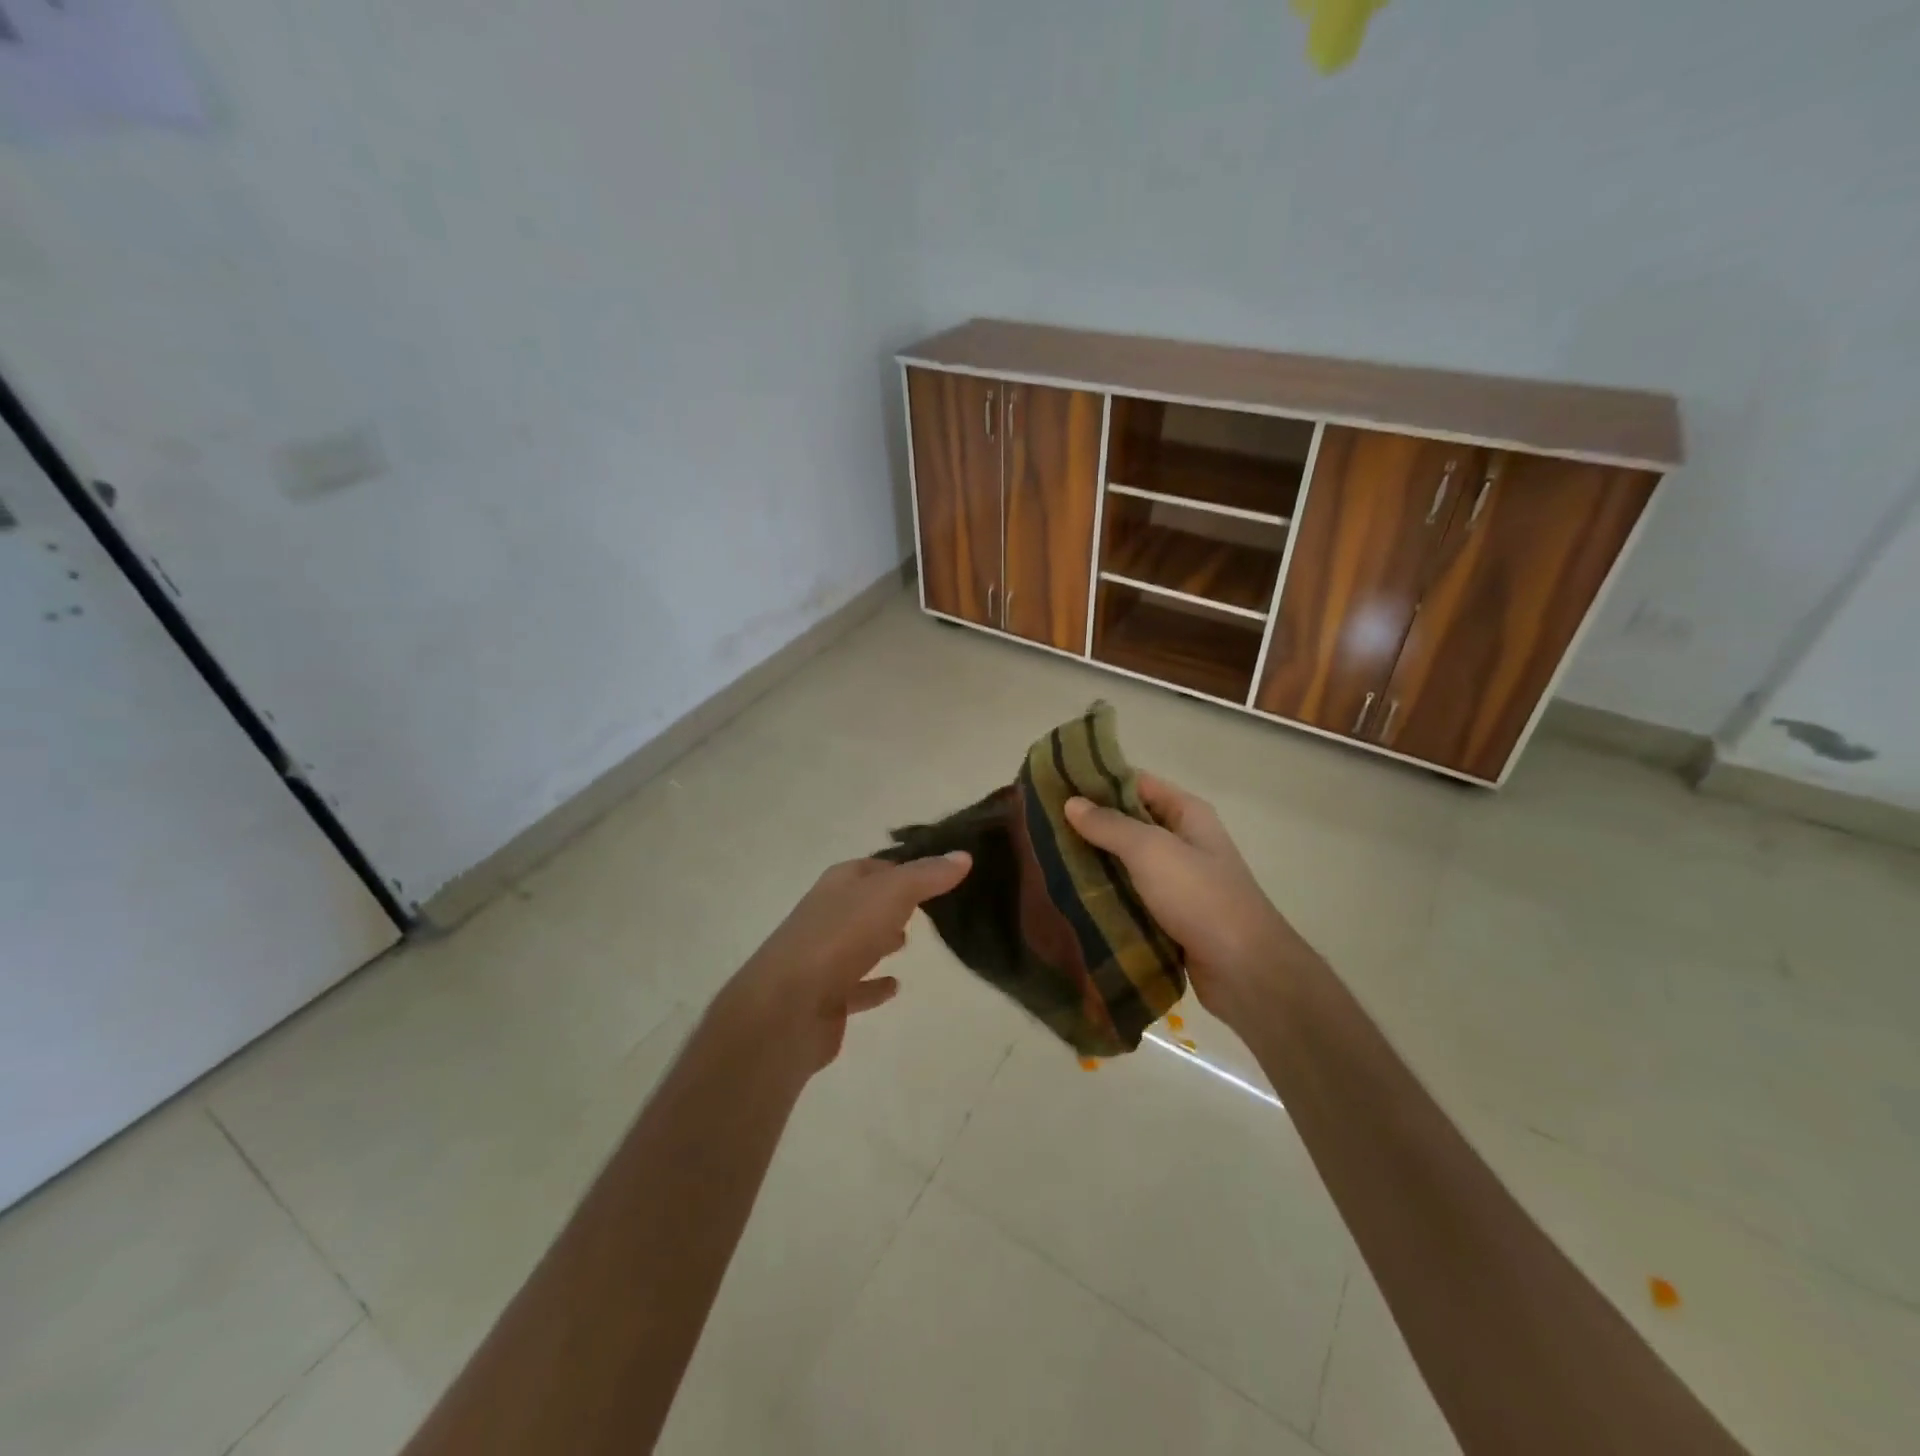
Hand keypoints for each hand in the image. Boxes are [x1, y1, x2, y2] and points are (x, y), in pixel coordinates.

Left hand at [720, 852, 971, 1073]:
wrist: (786, 1007)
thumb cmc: (839, 938)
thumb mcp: (891, 894)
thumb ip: (927, 875)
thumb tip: (963, 855)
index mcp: (839, 884)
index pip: (875, 866)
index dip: (905, 865)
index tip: (938, 871)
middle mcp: (827, 914)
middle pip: (864, 902)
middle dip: (892, 901)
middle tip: (928, 905)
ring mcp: (822, 957)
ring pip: (858, 941)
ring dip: (880, 939)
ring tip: (910, 940)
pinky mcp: (825, 997)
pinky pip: (855, 986)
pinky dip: (874, 984)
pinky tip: (894, 986)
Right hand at [1064, 773, 1316, 1033]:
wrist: (1244, 970)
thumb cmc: (1200, 897)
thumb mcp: (1151, 850)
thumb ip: (1110, 825)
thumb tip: (1071, 802)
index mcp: (1187, 814)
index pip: (1136, 783)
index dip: (1098, 781)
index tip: (1054, 785)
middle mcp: (1183, 842)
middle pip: (1128, 823)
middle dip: (1089, 825)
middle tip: (1041, 825)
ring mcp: (1177, 881)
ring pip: (1125, 863)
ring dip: (1093, 862)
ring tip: (1045, 859)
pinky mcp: (1169, 916)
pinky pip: (1129, 896)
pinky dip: (1105, 895)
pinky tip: (1069, 897)